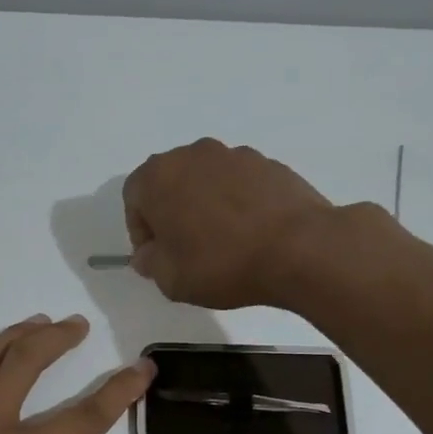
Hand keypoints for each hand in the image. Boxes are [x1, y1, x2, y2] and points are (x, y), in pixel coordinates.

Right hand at [123, 139, 346, 308]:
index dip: (140, 229)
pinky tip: (251, 234)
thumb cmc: (221, 263)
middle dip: (171, 212)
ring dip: (205, 205)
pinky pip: (240, 184)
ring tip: (222, 242)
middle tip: (185, 248)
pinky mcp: (270, 164)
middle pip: (170, 182)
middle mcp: (193, 155)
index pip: (134, 197)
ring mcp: (235, 155)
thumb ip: (149, 262)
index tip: (156, 255)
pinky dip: (237, 203)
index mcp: (159, 176)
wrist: (299, 248)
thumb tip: (148, 254)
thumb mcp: (170, 278)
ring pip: (206, 180)